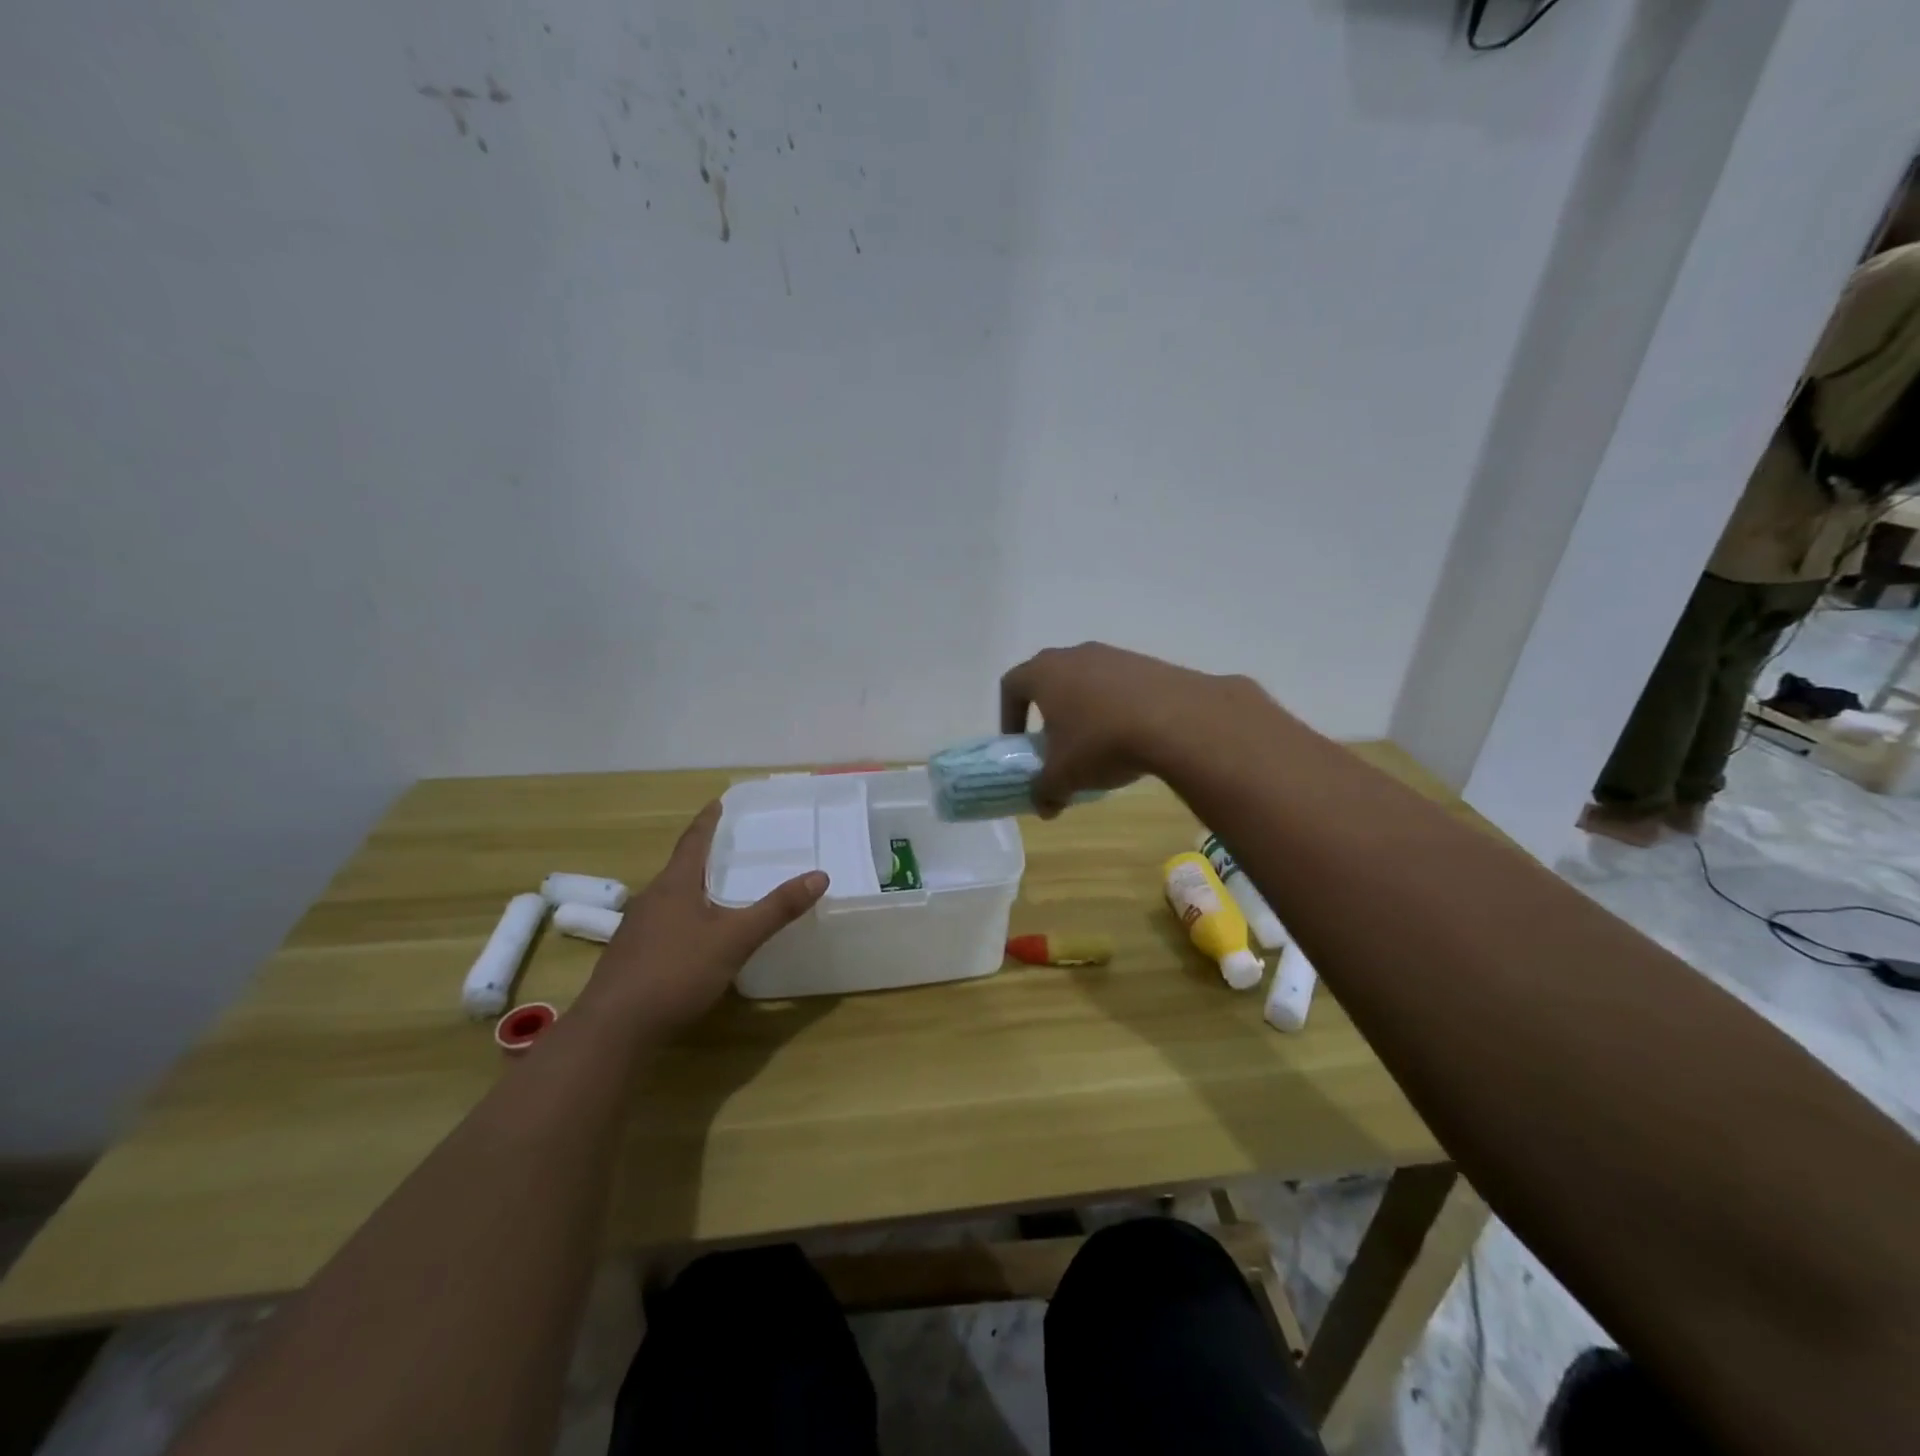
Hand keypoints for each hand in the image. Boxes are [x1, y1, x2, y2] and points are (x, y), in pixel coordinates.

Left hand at [582, 803, 826, 1036]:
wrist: (614, 1029)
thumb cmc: (676, 972)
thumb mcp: (735, 939)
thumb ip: (776, 909)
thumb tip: (819, 876)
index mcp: (674, 885)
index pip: (693, 841)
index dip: (707, 821)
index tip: (718, 802)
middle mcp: (651, 899)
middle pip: (679, 868)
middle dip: (703, 857)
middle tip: (728, 849)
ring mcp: (636, 930)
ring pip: (669, 899)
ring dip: (692, 890)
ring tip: (716, 892)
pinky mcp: (630, 958)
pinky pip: (662, 925)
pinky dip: (683, 920)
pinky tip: (695, 939)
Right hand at [999, 643, 1265, 815]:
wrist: (1178, 720)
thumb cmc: (1102, 742)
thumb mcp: (1064, 776)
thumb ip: (1044, 791)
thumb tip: (1043, 806)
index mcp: (1044, 673)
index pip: (1012, 685)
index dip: (1008, 715)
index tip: (1018, 743)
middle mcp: (1075, 655)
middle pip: (1050, 679)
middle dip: (1048, 712)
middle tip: (1055, 743)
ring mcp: (1114, 655)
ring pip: (1087, 681)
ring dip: (1085, 709)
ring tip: (1097, 744)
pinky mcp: (1148, 663)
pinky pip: (1120, 685)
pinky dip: (1117, 707)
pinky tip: (1131, 736)